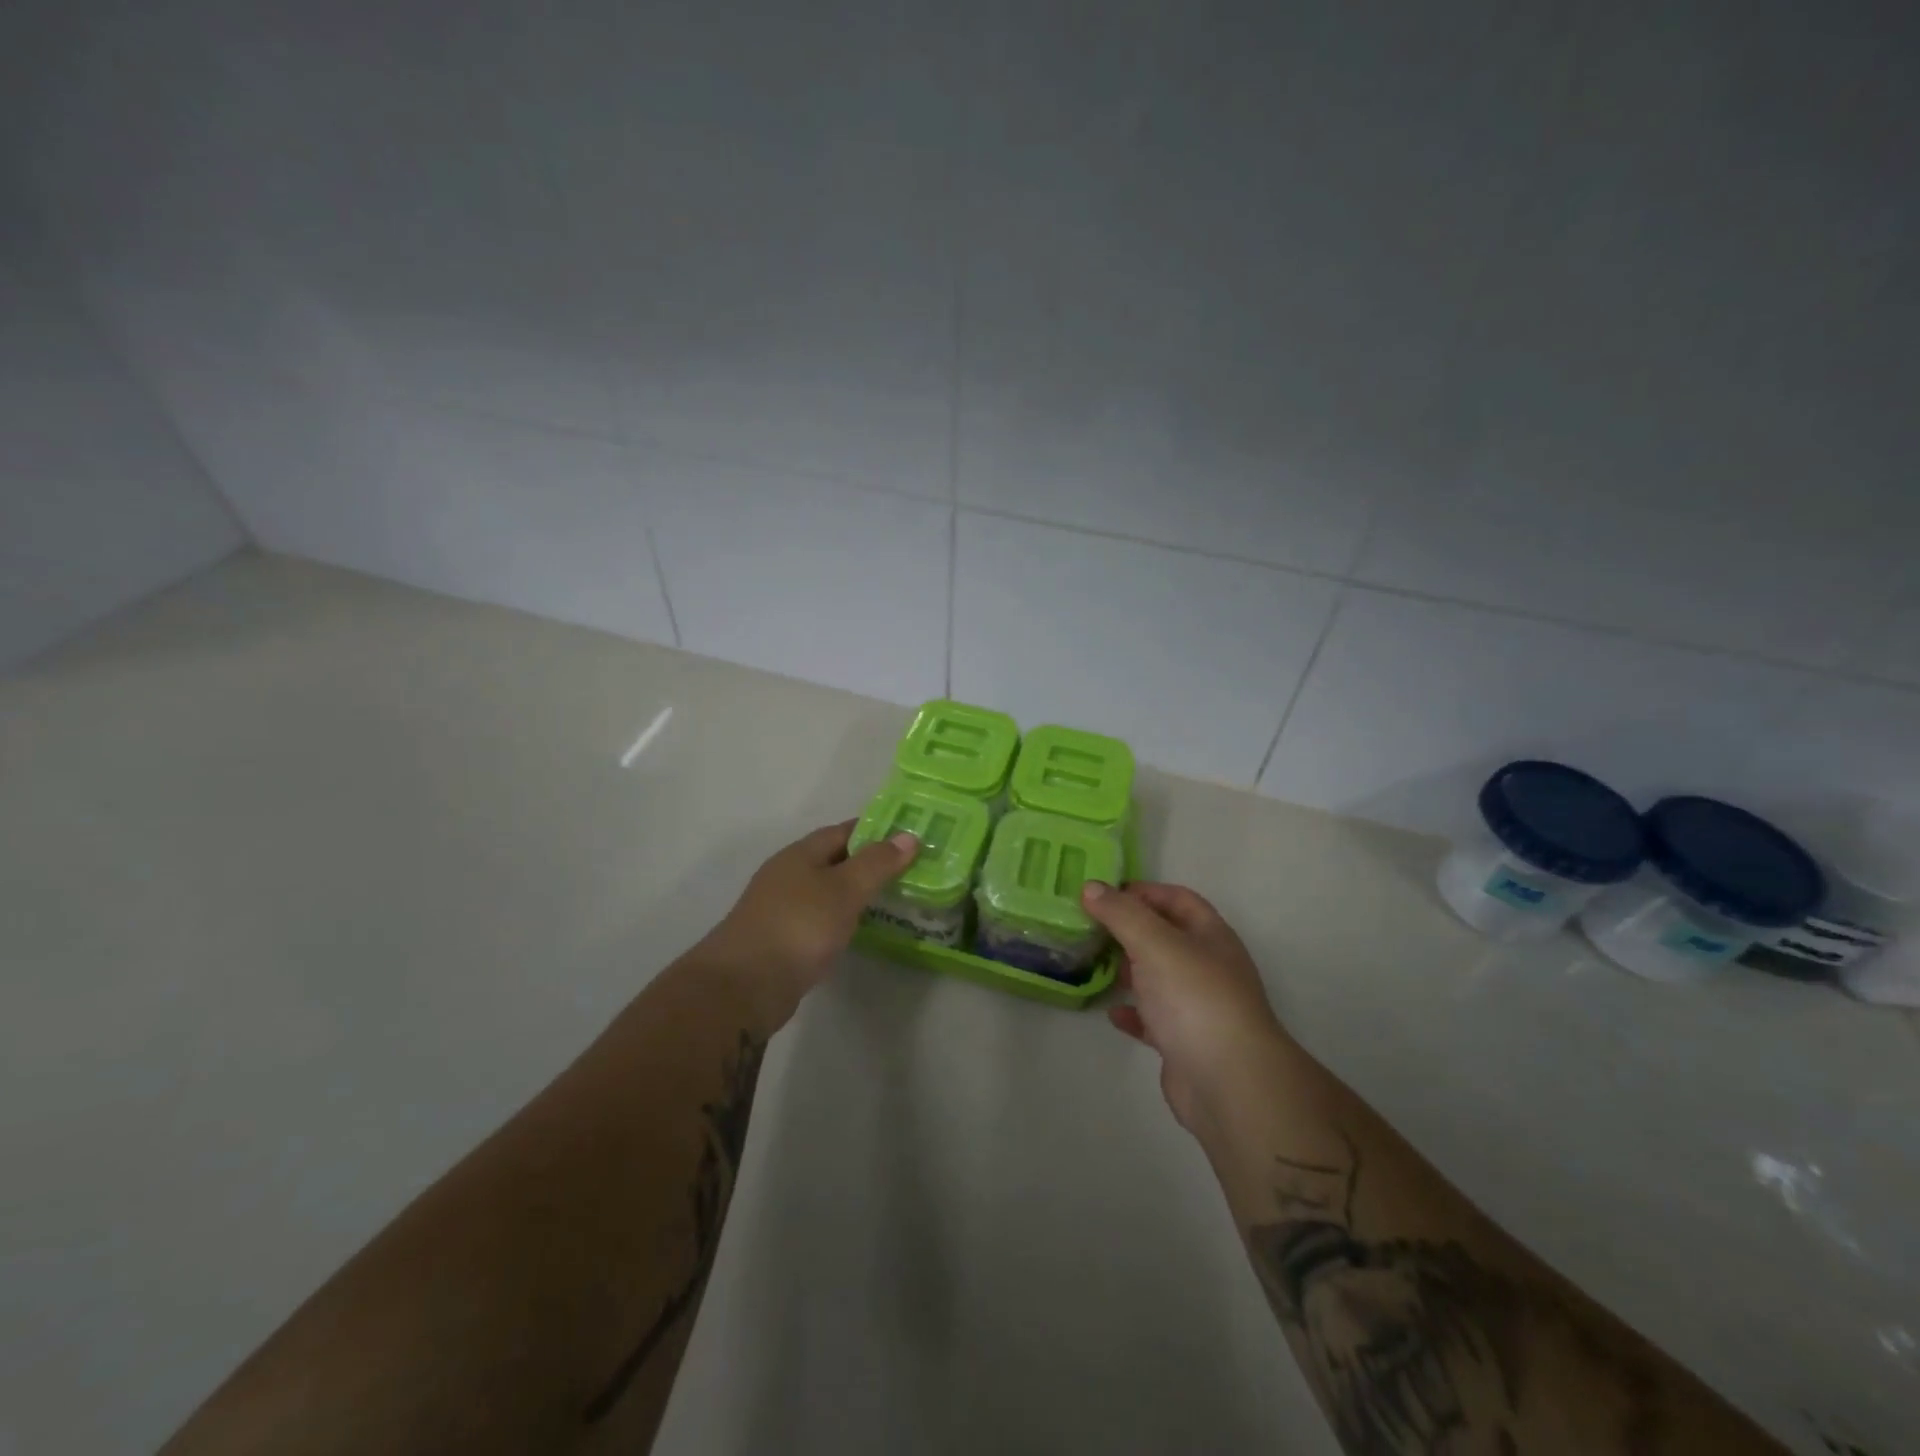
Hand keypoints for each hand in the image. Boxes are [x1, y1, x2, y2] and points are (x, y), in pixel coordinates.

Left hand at [705, 820, 918, 1008]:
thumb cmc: (799, 926)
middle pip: (834, 860)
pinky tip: (859, 930)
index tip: (907, 837)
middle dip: (868, 863)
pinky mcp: (781, 941)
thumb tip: (908, 836)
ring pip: (826, 892)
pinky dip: (841, 919)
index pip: (843, 831)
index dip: (875, 831)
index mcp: (800, 854)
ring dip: (855, 893)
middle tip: (908, 870)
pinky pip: (819, 920)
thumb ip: (877, 863)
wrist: (744, 986)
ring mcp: (781, 909)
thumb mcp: (845, 890)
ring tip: (893, 899)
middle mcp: (787, 875)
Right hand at [1081, 881, 1288, 1134]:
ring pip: (1158, 977)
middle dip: (1129, 929)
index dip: (1143, 892)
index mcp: (1210, 936)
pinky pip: (1153, 1018)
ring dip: (1127, 969)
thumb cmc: (1195, 999)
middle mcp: (1208, 967)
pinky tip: (1112, 1011)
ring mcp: (1198, 1006)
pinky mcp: (1185, 1042)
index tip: (1103, 894)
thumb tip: (1091, 887)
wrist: (1229, 1083)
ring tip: (1092, 963)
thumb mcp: (1155, 944)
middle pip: (1166, 937)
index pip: (1178, 899)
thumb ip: (1121, 914)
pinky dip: (1133, 1012)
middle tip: (1089, 927)